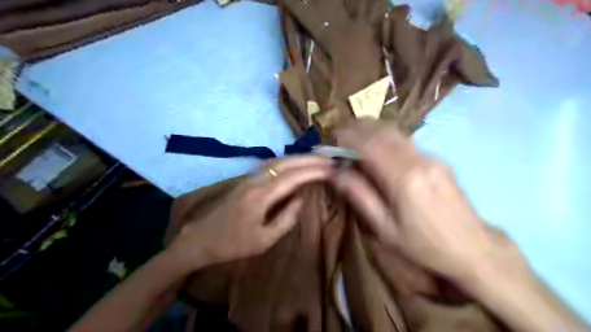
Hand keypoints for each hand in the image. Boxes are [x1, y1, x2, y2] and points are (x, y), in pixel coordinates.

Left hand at [167, 155, 331, 269]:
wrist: (199, 239)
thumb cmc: (232, 244)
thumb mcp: (264, 240)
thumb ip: (286, 218)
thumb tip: (301, 198)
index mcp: (261, 196)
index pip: (293, 177)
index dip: (314, 171)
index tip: (332, 169)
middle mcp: (255, 180)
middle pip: (286, 162)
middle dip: (310, 159)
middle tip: (329, 159)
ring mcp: (248, 177)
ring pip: (278, 160)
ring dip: (299, 157)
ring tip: (317, 159)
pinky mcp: (245, 179)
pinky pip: (270, 164)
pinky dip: (288, 161)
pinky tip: (295, 164)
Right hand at [332, 120, 521, 283]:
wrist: (473, 248)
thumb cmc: (423, 245)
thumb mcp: (385, 229)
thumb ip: (359, 196)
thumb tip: (335, 173)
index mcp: (404, 180)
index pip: (369, 145)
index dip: (347, 137)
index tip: (331, 138)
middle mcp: (419, 160)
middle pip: (382, 131)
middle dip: (356, 128)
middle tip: (339, 135)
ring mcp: (431, 157)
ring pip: (394, 131)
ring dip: (370, 130)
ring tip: (353, 139)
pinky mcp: (437, 159)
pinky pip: (404, 140)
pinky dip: (384, 138)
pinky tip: (377, 149)